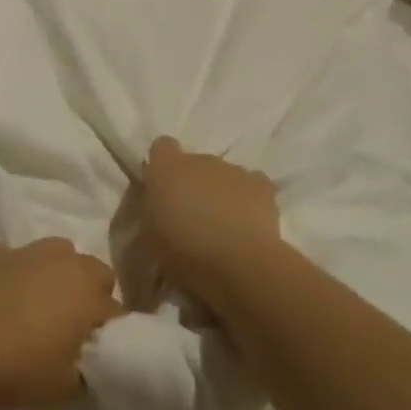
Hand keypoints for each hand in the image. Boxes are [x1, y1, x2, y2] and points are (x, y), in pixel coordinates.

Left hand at [0, 239, 121, 409]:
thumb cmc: (12, 366)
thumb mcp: (61, 390)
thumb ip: (87, 377)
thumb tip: (94, 369)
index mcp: (88, 294)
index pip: (118, 311)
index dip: (113, 335)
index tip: (100, 356)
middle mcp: (65, 263)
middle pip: (96, 272)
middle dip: (93, 296)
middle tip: (75, 330)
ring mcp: (28, 252)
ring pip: (60, 253)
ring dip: (60, 274)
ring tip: (42, 306)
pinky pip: (17, 257)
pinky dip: (18, 271)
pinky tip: (4, 294)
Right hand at [138, 137, 281, 312]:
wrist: (237, 263)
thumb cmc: (183, 251)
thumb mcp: (150, 234)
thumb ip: (152, 208)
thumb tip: (159, 201)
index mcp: (167, 168)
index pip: (162, 147)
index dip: (162, 165)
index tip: (162, 189)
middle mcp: (200, 160)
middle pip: (194, 162)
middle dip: (193, 182)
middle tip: (191, 215)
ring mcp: (233, 170)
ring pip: (223, 174)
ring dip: (219, 191)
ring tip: (222, 224)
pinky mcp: (261, 185)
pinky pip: (251, 184)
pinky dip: (248, 198)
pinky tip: (247, 221)